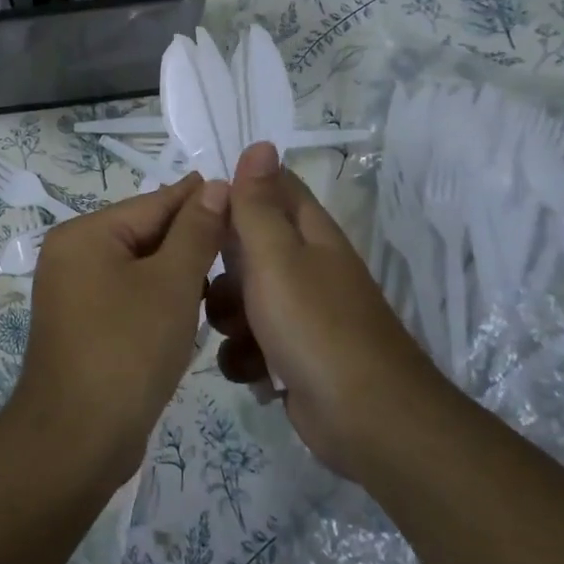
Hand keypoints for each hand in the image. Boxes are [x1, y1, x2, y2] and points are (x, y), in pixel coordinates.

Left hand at [7, 174, 228, 487]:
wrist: (77, 440)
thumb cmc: (127, 350)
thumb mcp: (171, 284)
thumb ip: (195, 232)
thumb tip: (215, 186)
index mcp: (84, 234)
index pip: (153, 203)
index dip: (199, 198)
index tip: (241, 190)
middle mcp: (72, 255)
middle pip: (143, 233)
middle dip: (191, 236)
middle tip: (244, 236)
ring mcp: (74, 292)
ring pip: (139, 266)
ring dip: (178, 269)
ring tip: (227, 269)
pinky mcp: (84, 325)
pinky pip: (129, 295)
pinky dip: (159, 296)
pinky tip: (194, 304)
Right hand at [208, 143, 441, 479]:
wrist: (367, 419)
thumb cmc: (315, 325)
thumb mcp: (276, 256)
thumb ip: (258, 204)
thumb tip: (260, 143)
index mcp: (308, 233)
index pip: (270, 188)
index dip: (234, 191)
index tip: (197, 207)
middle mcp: (305, 267)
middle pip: (247, 248)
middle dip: (219, 267)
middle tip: (202, 281)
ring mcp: (301, 314)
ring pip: (242, 299)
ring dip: (227, 317)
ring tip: (234, 335)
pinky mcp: (293, 356)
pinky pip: (252, 343)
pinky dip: (245, 356)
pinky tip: (250, 371)